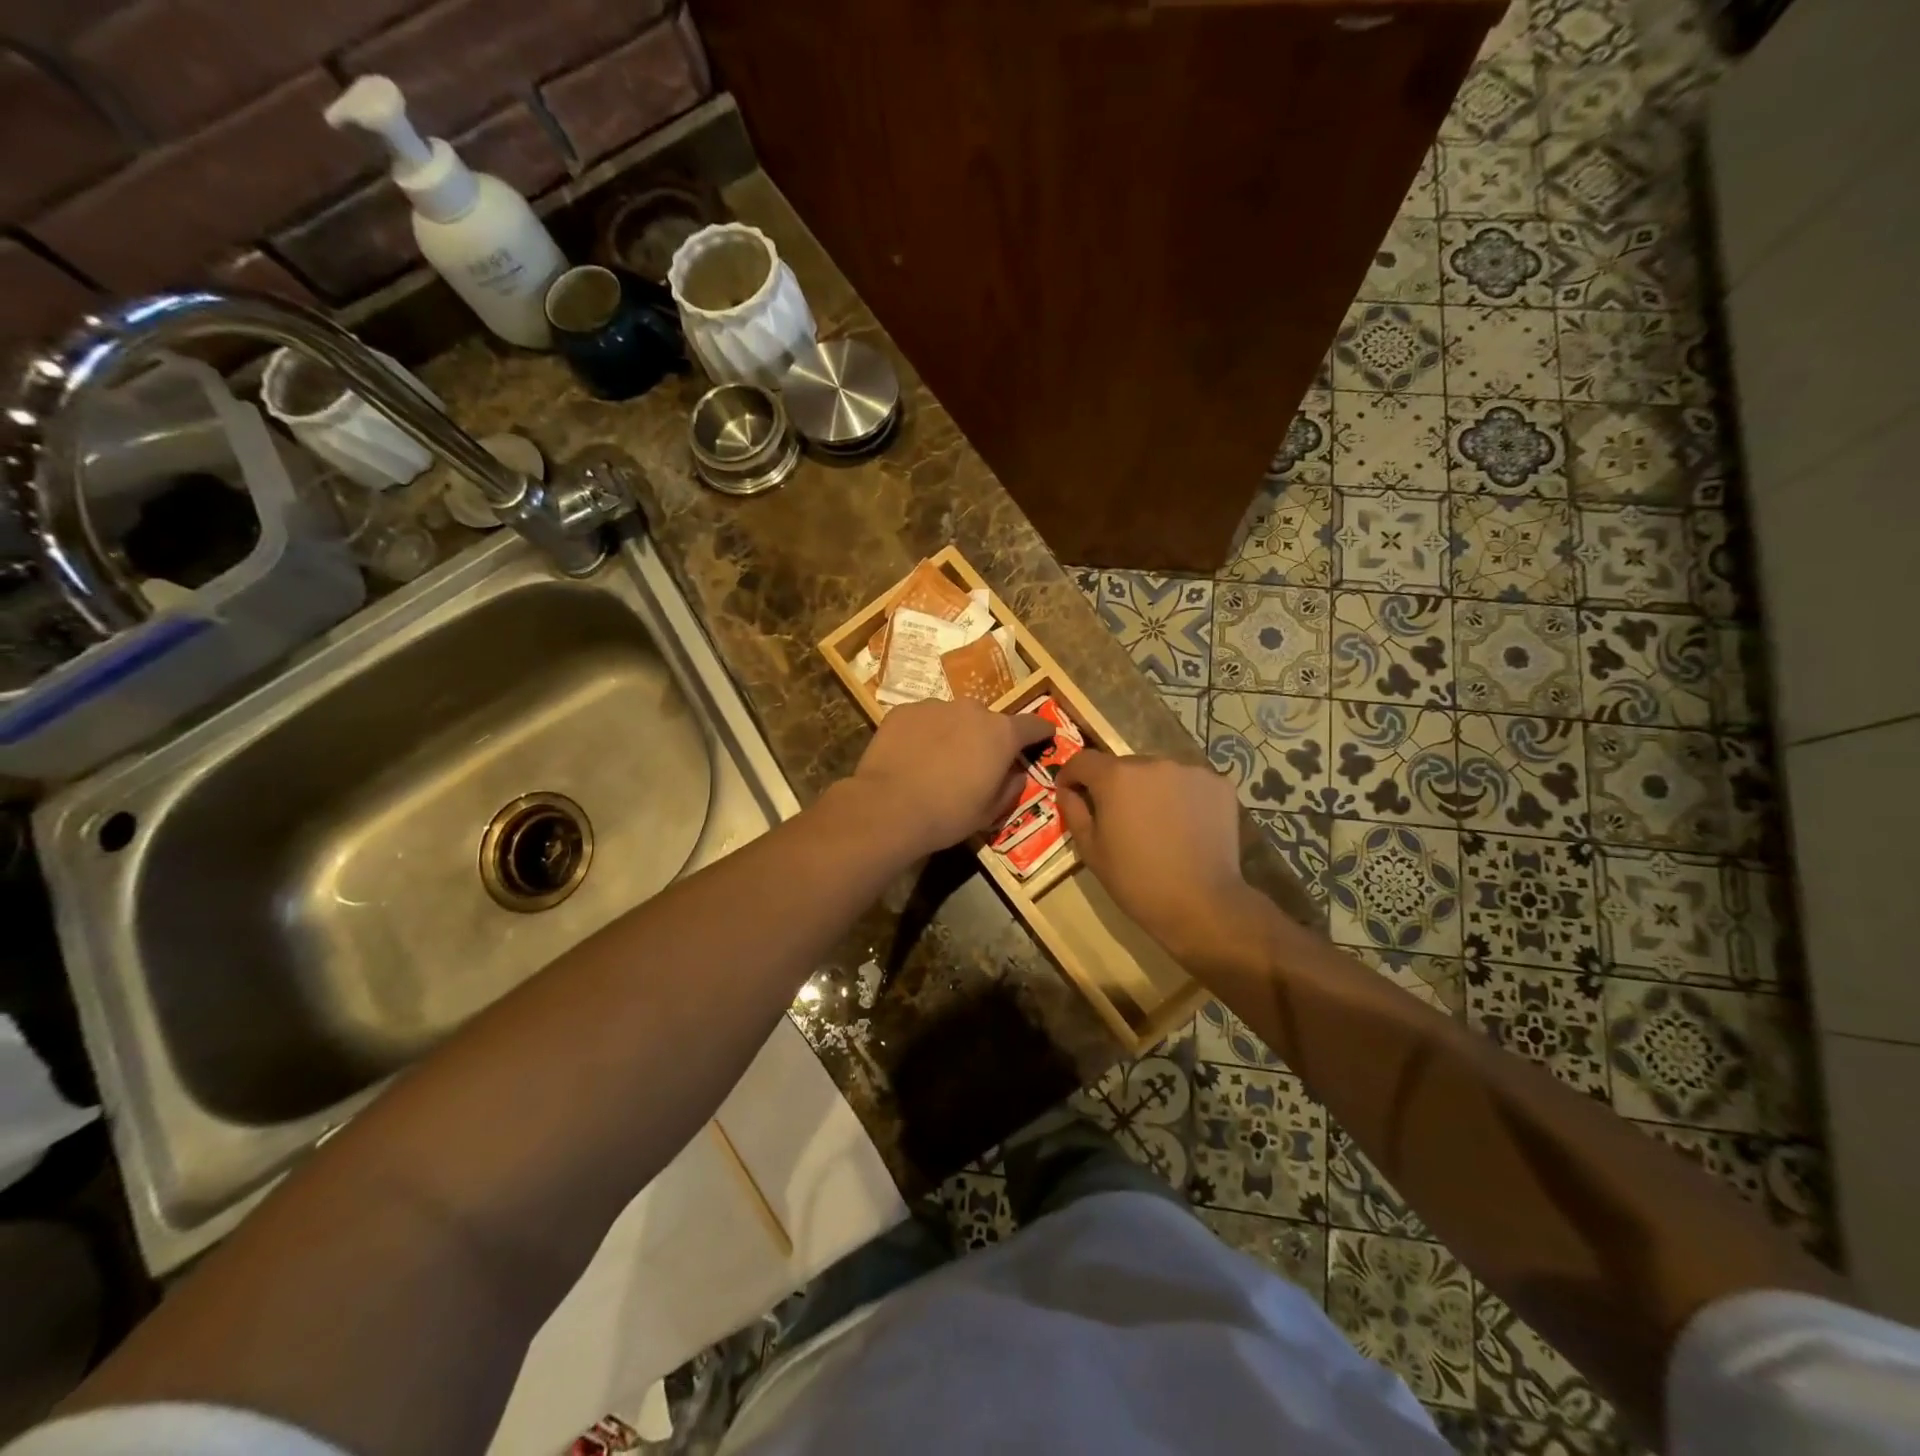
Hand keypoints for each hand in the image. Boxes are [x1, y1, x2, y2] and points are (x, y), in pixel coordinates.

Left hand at [848, 699, 1054, 857]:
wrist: (888, 807)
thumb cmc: (948, 814)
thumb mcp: (990, 812)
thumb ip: (1011, 787)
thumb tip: (1016, 773)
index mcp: (1001, 734)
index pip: (1032, 724)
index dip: (1041, 731)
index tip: (1045, 735)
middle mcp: (972, 710)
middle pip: (988, 721)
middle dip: (986, 737)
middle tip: (974, 763)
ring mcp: (935, 706)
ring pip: (953, 717)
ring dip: (953, 733)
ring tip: (937, 761)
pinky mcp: (904, 711)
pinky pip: (922, 719)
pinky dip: (923, 733)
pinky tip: (911, 756)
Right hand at [1055, 751, 1277, 969]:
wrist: (1201, 903)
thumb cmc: (1136, 880)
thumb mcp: (1091, 851)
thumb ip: (1074, 812)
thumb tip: (1067, 791)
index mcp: (1116, 777)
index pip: (1083, 760)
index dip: (1071, 775)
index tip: (1070, 793)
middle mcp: (1152, 762)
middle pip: (1123, 766)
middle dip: (1114, 785)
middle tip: (1117, 817)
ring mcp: (1190, 771)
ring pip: (1157, 773)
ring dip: (1149, 789)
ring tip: (1155, 822)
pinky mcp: (1218, 784)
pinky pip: (1188, 782)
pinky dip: (1181, 796)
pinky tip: (1184, 824)